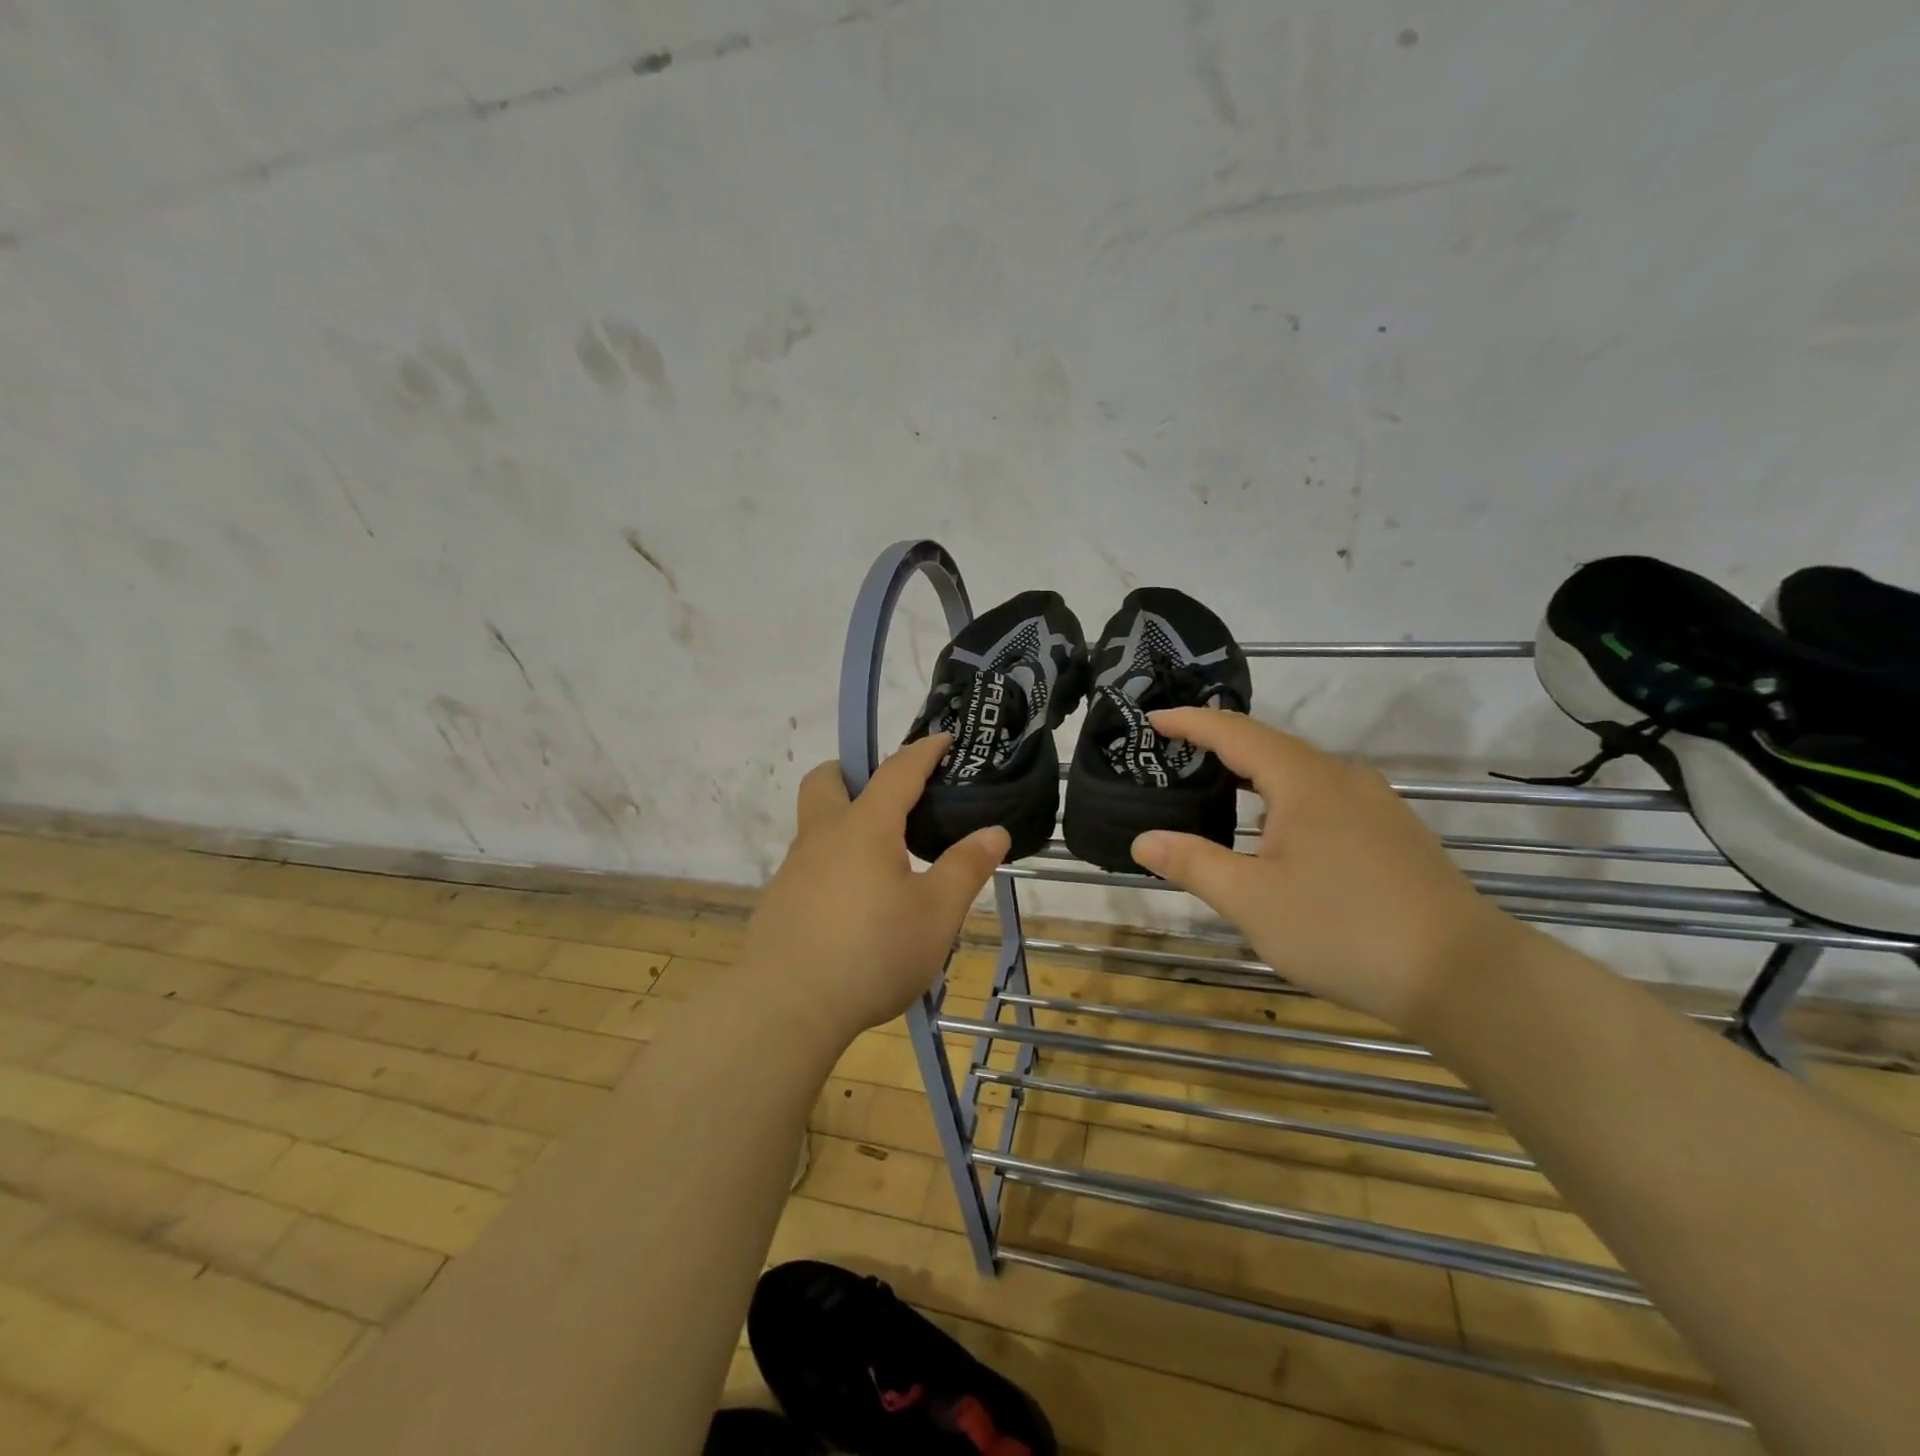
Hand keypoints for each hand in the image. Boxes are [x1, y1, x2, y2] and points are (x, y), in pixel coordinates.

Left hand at [740, 735, 1009, 1044]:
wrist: (788, 1008)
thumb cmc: (873, 952)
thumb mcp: (936, 914)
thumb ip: (966, 868)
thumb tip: (994, 831)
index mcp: (865, 827)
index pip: (897, 771)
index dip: (924, 751)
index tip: (944, 740)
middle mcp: (823, 836)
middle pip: (826, 780)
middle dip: (853, 773)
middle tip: (889, 799)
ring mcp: (794, 869)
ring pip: (816, 826)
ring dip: (846, 825)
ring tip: (885, 864)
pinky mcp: (780, 902)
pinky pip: (810, 866)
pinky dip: (834, 866)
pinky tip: (856, 908)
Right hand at [1130, 708, 1519, 1031]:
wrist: (1464, 976)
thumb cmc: (1343, 929)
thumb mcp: (1251, 899)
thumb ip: (1193, 864)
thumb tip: (1143, 840)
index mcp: (1304, 781)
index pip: (1235, 733)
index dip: (1191, 722)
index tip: (1153, 719)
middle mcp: (1343, 779)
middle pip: (1272, 746)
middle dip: (1221, 744)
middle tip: (1179, 753)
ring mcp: (1377, 806)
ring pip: (1303, 773)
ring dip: (1257, 774)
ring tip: (1221, 789)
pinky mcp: (1395, 835)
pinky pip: (1327, 797)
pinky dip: (1287, 798)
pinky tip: (1280, 833)